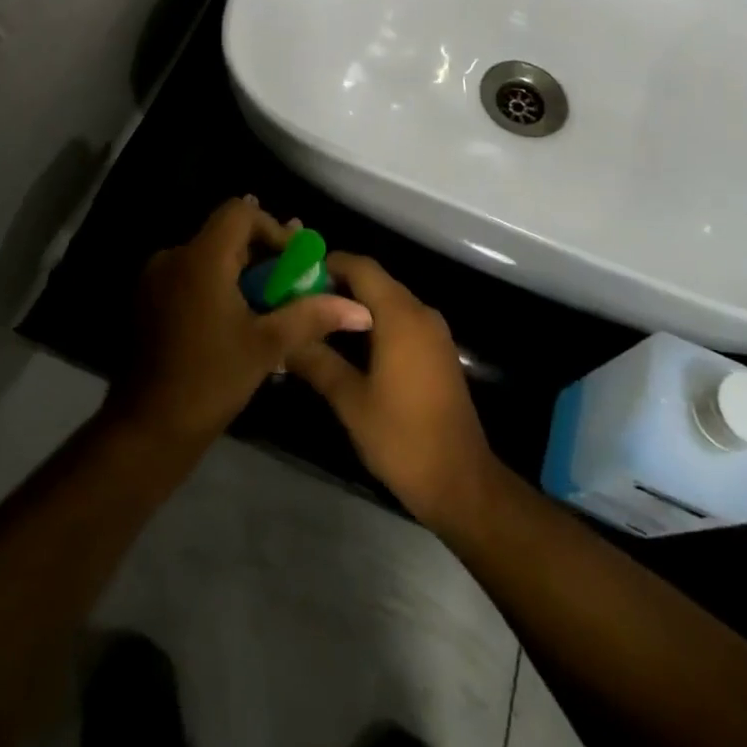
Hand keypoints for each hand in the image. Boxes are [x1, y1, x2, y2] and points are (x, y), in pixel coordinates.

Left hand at [114, 196, 373, 449]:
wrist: (149, 428)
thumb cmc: (212, 380)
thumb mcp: (268, 345)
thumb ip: (312, 315)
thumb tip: (360, 310)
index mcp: (201, 257)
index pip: (240, 212)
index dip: (272, 227)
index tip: (294, 261)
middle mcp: (173, 257)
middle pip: (225, 234)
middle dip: (261, 253)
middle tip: (290, 283)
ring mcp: (156, 278)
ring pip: (208, 257)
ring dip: (241, 271)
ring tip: (268, 305)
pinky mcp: (149, 300)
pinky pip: (191, 276)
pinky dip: (217, 285)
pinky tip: (237, 318)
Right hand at [286, 255, 500, 528]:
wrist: (461, 483)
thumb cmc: (402, 437)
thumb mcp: (350, 401)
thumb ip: (317, 362)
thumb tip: (286, 340)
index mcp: (400, 315)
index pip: (361, 267)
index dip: (327, 264)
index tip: (294, 276)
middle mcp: (420, 312)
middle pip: (374, 281)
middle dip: (336, 286)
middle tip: (298, 302)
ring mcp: (434, 332)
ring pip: (388, 301)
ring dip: (355, 307)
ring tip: (316, 323)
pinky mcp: (438, 352)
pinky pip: (401, 320)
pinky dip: (374, 323)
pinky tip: (348, 347)